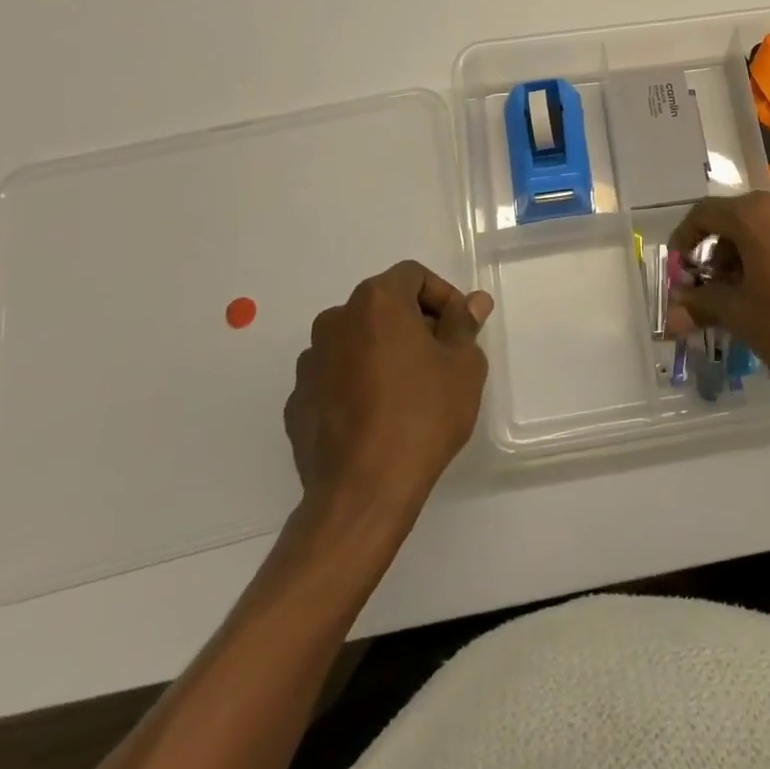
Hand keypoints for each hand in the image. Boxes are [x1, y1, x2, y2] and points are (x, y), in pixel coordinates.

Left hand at [284, 261, 492, 521]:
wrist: (362, 492)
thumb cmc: (422, 416)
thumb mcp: (463, 366)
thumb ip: (464, 324)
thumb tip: (472, 302)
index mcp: (376, 302)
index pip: (413, 275)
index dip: (442, 296)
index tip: (459, 329)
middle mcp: (335, 320)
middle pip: (382, 305)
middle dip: (414, 323)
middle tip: (440, 358)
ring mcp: (310, 362)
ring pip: (357, 340)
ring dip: (383, 352)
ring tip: (409, 391)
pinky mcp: (297, 401)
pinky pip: (336, 376)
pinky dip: (357, 383)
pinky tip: (377, 416)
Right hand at [668, 192, 769, 403]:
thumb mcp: (742, 317)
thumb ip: (703, 304)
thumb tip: (674, 310)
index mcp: (757, 215)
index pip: (705, 213)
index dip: (686, 238)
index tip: (681, 268)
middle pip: (739, 217)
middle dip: (720, 250)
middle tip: (715, 288)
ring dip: (750, 252)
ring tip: (750, 292)